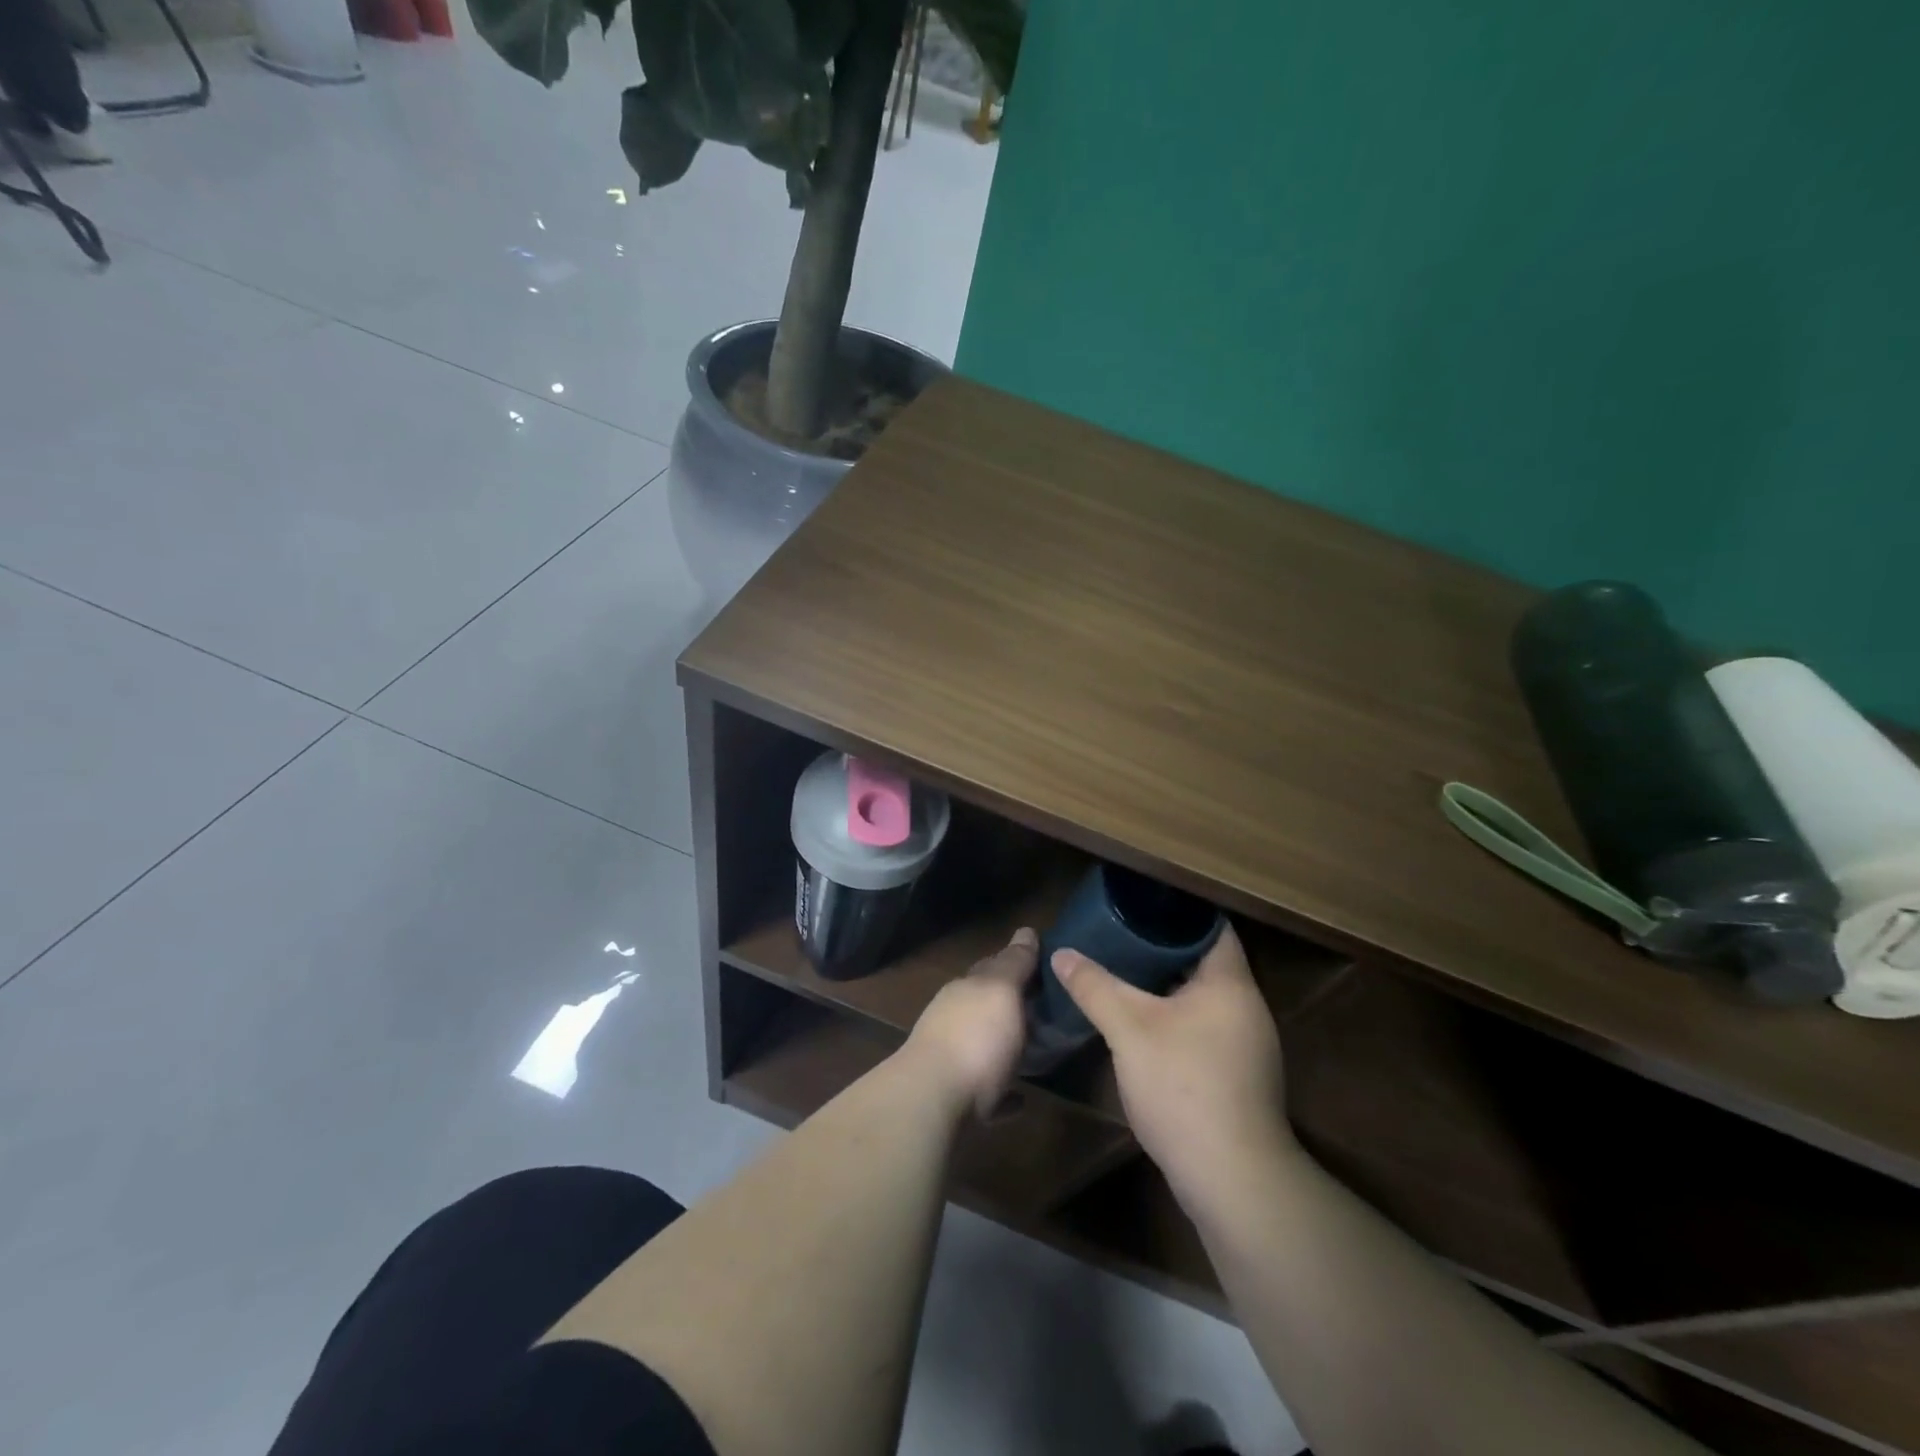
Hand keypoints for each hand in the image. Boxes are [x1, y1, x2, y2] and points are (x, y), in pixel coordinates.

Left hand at [905, 928, 1038, 1118]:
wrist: (932, 1100)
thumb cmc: (975, 1038)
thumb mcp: (1001, 991)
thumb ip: (1014, 963)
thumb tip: (1025, 930)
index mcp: (966, 988)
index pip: (992, 966)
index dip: (1016, 963)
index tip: (1044, 965)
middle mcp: (954, 1017)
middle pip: (985, 1005)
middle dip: (1010, 1004)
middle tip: (1045, 1009)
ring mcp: (950, 1057)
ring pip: (982, 1044)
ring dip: (1004, 1045)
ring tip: (1035, 1051)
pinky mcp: (954, 1097)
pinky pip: (985, 1091)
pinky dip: (1002, 1092)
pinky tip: (1019, 1099)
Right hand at [1053, 926, 1293, 1207]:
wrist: (1231, 1178)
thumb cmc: (1184, 1086)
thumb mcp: (1129, 1030)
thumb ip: (1095, 987)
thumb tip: (1062, 953)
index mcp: (1230, 984)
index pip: (1211, 926)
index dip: (1176, 911)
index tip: (1138, 902)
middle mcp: (1246, 1007)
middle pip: (1204, 961)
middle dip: (1162, 947)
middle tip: (1119, 933)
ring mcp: (1246, 1045)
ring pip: (1203, 997)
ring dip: (1167, 984)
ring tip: (1123, 970)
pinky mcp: (1238, 1075)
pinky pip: (1204, 1027)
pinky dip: (1175, 1016)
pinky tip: (1142, 1023)